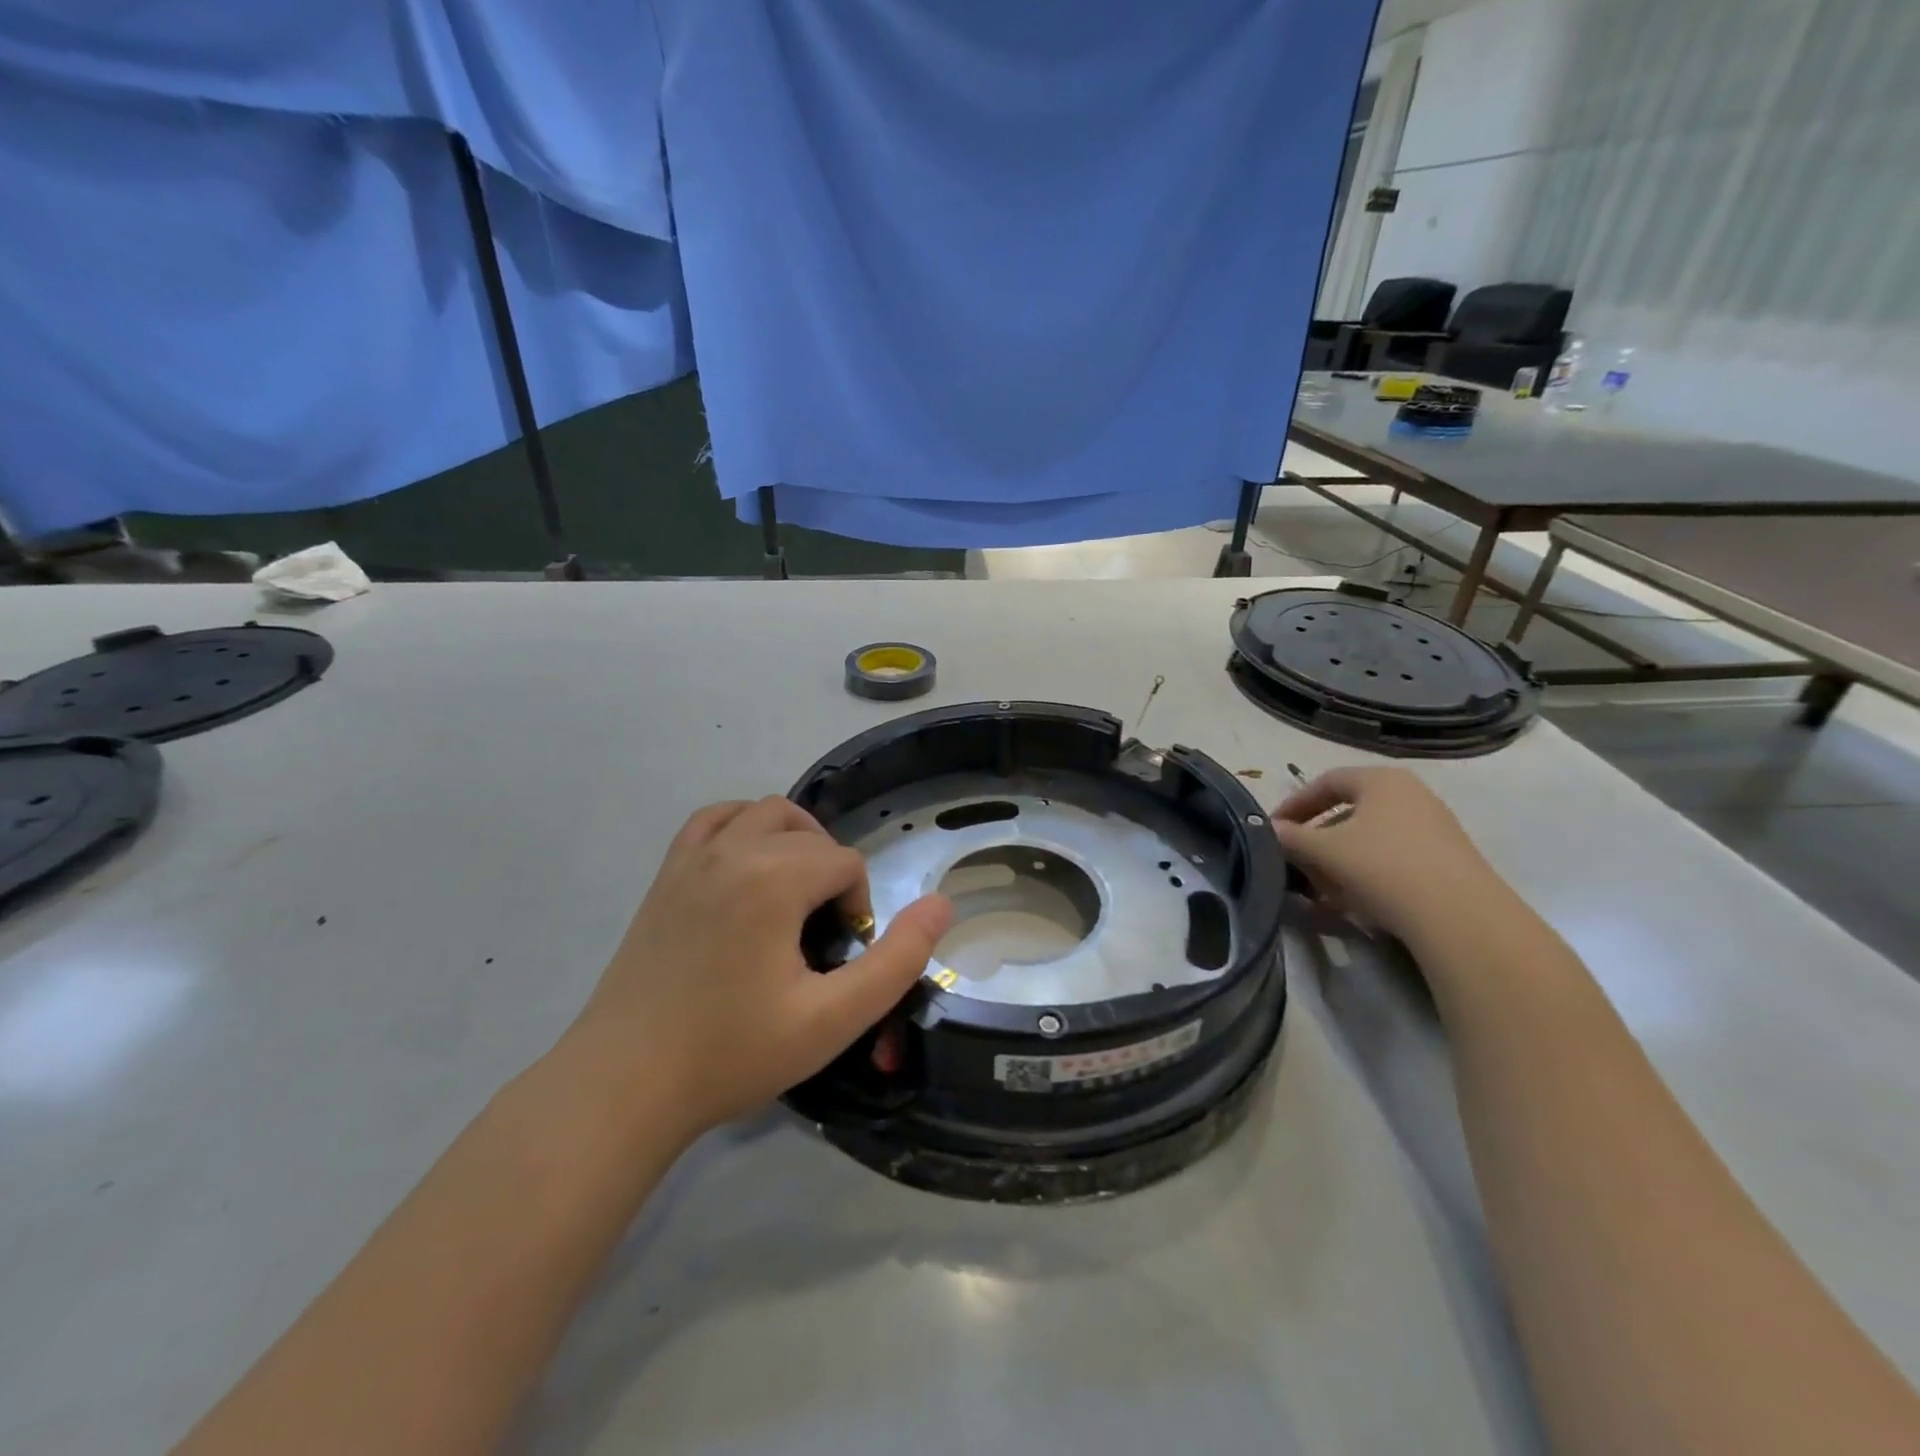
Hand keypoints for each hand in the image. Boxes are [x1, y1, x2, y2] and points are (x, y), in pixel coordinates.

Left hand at [559, 797, 951, 1142]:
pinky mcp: (666, 874)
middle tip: (822, 935)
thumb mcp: (833, 1019)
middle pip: (810, 833)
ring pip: (765, 813)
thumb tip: (943, 903)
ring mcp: (692, 858)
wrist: (624, 1084)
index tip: (838, 959)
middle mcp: (733, 850)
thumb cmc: (732, 1053)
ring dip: (794, 841)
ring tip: (795, 896)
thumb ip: (897, 960)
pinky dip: (743, 827)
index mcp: (773, 879)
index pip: (844, 863)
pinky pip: (714, 819)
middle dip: (831, 874)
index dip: (857, 907)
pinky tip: (748, 867)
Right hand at [1273, 767, 1504, 940]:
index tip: (1273, 829)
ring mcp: (1434, 826)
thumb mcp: (1324, 851)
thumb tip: (1268, 830)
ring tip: (1322, 887)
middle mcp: (1411, 793)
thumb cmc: (1383, 868)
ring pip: (1370, 836)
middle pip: (1348, 810)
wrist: (1461, 918)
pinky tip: (1355, 899)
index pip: (1325, 782)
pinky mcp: (1447, 858)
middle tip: (1297, 860)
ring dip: (1339, 858)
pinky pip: (1393, 856)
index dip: (1293, 805)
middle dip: (1316, 836)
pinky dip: (1366, 871)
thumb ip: (1290, 837)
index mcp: (1381, 779)